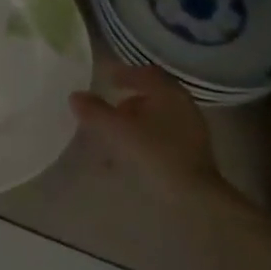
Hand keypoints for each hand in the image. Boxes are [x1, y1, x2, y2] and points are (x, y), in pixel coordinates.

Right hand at [70, 66, 247, 215]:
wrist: (195, 196)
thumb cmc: (156, 154)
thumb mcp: (119, 131)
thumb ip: (96, 112)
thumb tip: (75, 96)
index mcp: (169, 92)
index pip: (146, 74)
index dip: (125, 75)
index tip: (107, 80)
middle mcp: (183, 105)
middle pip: (152, 96)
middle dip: (128, 102)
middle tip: (109, 109)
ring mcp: (191, 129)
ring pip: (157, 118)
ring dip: (135, 123)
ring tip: (114, 137)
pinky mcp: (192, 152)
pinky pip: (163, 137)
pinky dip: (144, 139)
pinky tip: (130, 156)